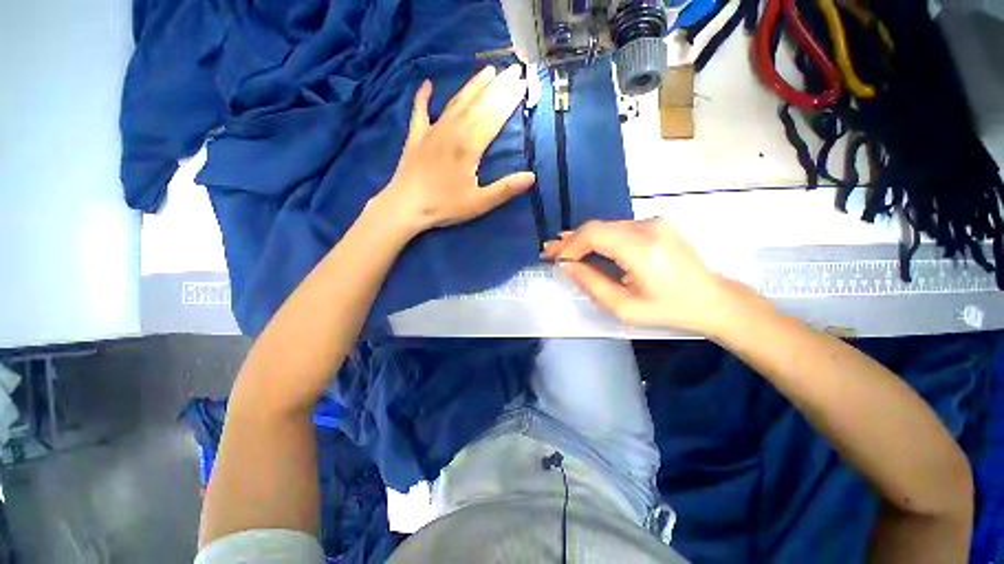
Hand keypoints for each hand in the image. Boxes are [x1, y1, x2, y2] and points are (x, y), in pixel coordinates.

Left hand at [381, 64, 535, 234]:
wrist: (405, 207)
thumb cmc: (444, 206)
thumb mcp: (479, 203)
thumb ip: (505, 189)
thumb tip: (531, 177)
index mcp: (469, 146)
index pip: (494, 116)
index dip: (510, 99)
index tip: (523, 84)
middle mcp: (452, 131)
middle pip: (479, 104)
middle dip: (498, 86)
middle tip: (514, 70)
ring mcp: (432, 130)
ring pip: (456, 102)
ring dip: (473, 85)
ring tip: (487, 71)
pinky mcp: (416, 136)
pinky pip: (420, 110)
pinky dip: (423, 96)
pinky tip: (427, 84)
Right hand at [541, 219, 733, 333]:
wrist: (713, 300)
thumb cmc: (668, 310)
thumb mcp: (624, 308)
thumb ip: (591, 284)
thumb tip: (566, 265)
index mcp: (642, 250)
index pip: (593, 235)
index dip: (568, 245)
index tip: (551, 257)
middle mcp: (648, 227)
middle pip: (597, 228)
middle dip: (570, 241)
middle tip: (548, 251)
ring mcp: (654, 222)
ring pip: (605, 227)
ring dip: (582, 239)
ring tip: (561, 249)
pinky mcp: (656, 224)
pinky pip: (617, 228)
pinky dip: (598, 238)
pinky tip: (585, 245)